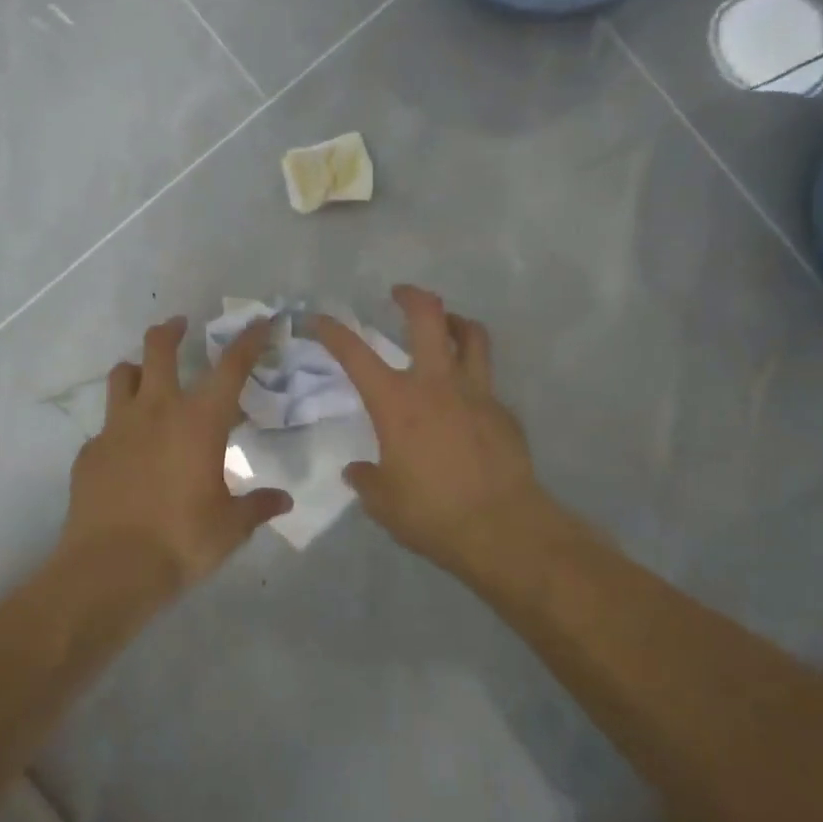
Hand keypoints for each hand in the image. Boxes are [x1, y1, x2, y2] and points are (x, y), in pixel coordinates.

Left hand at [60, 316, 292, 590]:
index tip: (259, 322)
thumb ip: (258, 507)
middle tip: (181, 326)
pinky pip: (106, 425)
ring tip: (146, 376)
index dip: (248, 340)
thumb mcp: (230, 527)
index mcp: (199, 421)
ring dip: (137, 368)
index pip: (230, 367)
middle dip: (172, 330)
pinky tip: (127, 449)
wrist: (109, 568)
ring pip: (122, 375)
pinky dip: (120, 425)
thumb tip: (283, 501)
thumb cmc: (181, 540)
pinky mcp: (90, 451)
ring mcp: (117, 427)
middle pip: (158, 348)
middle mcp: (157, 411)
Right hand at [314, 286, 543, 568]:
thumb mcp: (384, 502)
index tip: (319, 320)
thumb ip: (367, 480)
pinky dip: (472, 377)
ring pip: (471, 334)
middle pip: (428, 316)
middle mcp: (436, 384)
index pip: (356, 354)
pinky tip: (466, 402)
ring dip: (455, 321)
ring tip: (445, 325)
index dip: (333, 331)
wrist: (502, 527)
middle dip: (411, 296)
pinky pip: (486, 380)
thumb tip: (357, 471)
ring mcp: (476, 392)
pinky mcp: (503, 410)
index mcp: (396, 403)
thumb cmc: (432, 513)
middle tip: (400, 294)